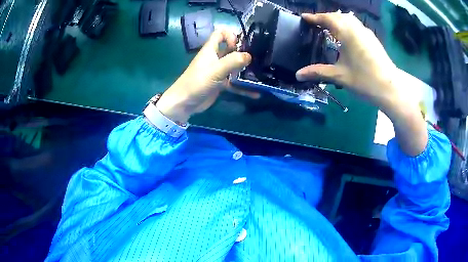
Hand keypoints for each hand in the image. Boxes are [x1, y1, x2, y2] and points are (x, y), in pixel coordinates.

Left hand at [156, 30, 258, 122]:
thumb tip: (249, 56)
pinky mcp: (220, 84)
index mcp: (211, 50)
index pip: (220, 33)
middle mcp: (215, 58)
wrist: (185, 103)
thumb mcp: (216, 70)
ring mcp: (218, 71)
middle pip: (230, 49)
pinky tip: (255, 93)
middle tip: (256, 59)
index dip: (230, 35)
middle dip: (243, 52)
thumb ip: (233, 61)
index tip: (238, 45)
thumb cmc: (197, 82)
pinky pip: (234, 83)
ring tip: (260, 74)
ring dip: (245, 70)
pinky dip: (243, 87)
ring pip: (234, 66)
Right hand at [297, 12, 400, 112]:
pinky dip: (347, 25)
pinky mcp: (372, 39)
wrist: (390, 88)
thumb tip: (298, 75)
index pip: (326, 18)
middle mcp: (356, 28)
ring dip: (337, 20)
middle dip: (325, 17)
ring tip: (329, 27)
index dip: (314, 17)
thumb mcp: (339, 76)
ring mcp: (366, 32)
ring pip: (348, 19)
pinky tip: (346, 35)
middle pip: (337, 16)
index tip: (304, 17)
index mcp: (346, 32)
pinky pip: (356, 25)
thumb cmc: (364, 80)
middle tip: (315, 24)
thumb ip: (318, 72)